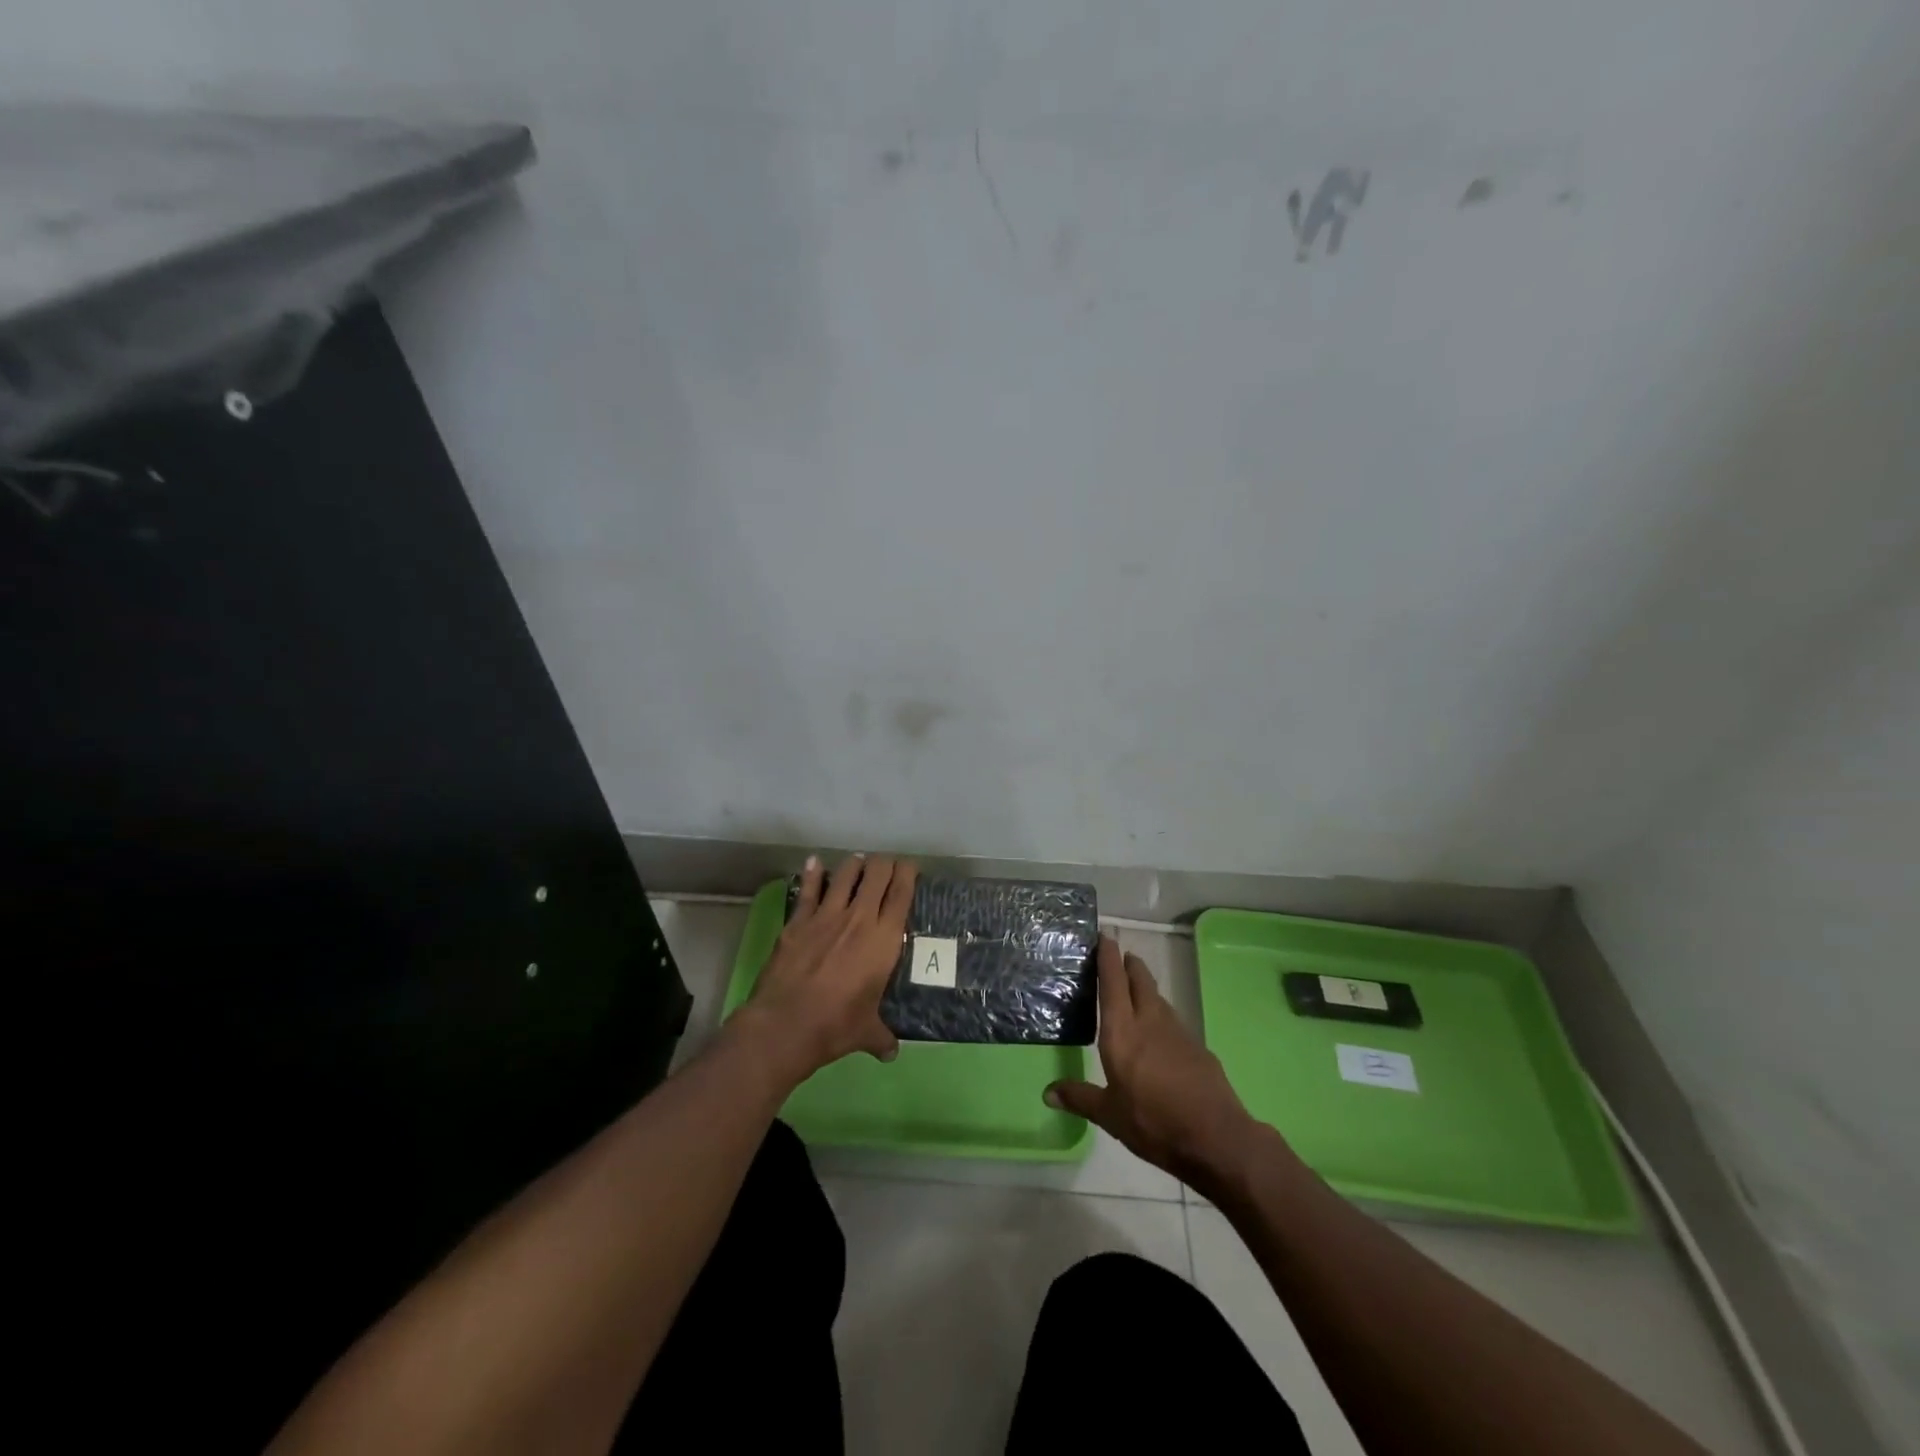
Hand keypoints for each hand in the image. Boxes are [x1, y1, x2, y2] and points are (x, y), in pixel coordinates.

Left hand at [733, 852, 917, 1085]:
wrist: (785, 1025)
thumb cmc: (835, 1026)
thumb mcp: (866, 1033)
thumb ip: (881, 1037)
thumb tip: (891, 1052)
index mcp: (883, 940)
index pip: (901, 893)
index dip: (908, 873)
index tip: (910, 867)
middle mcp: (859, 918)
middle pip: (876, 875)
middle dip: (883, 864)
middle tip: (886, 866)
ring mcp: (825, 916)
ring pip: (844, 875)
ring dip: (853, 866)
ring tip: (858, 863)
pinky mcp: (797, 922)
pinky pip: (807, 890)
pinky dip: (812, 874)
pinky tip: (814, 862)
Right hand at [1045, 935, 1261, 1187]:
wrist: (1216, 1137)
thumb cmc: (1154, 1122)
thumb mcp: (1110, 1115)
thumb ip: (1080, 1098)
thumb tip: (1047, 1093)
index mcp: (1122, 1032)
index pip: (1113, 983)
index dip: (1108, 957)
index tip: (1104, 936)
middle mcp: (1149, 1021)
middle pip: (1140, 980)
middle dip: (1129, 964)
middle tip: (1119, 955)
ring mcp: (1177, 1032)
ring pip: (1157, 997)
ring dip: (1145, 986)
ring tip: (1134, 988)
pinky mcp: (1196, 1046)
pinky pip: (1172, 1018)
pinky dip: (1160, 1012)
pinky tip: (1158, 1029)